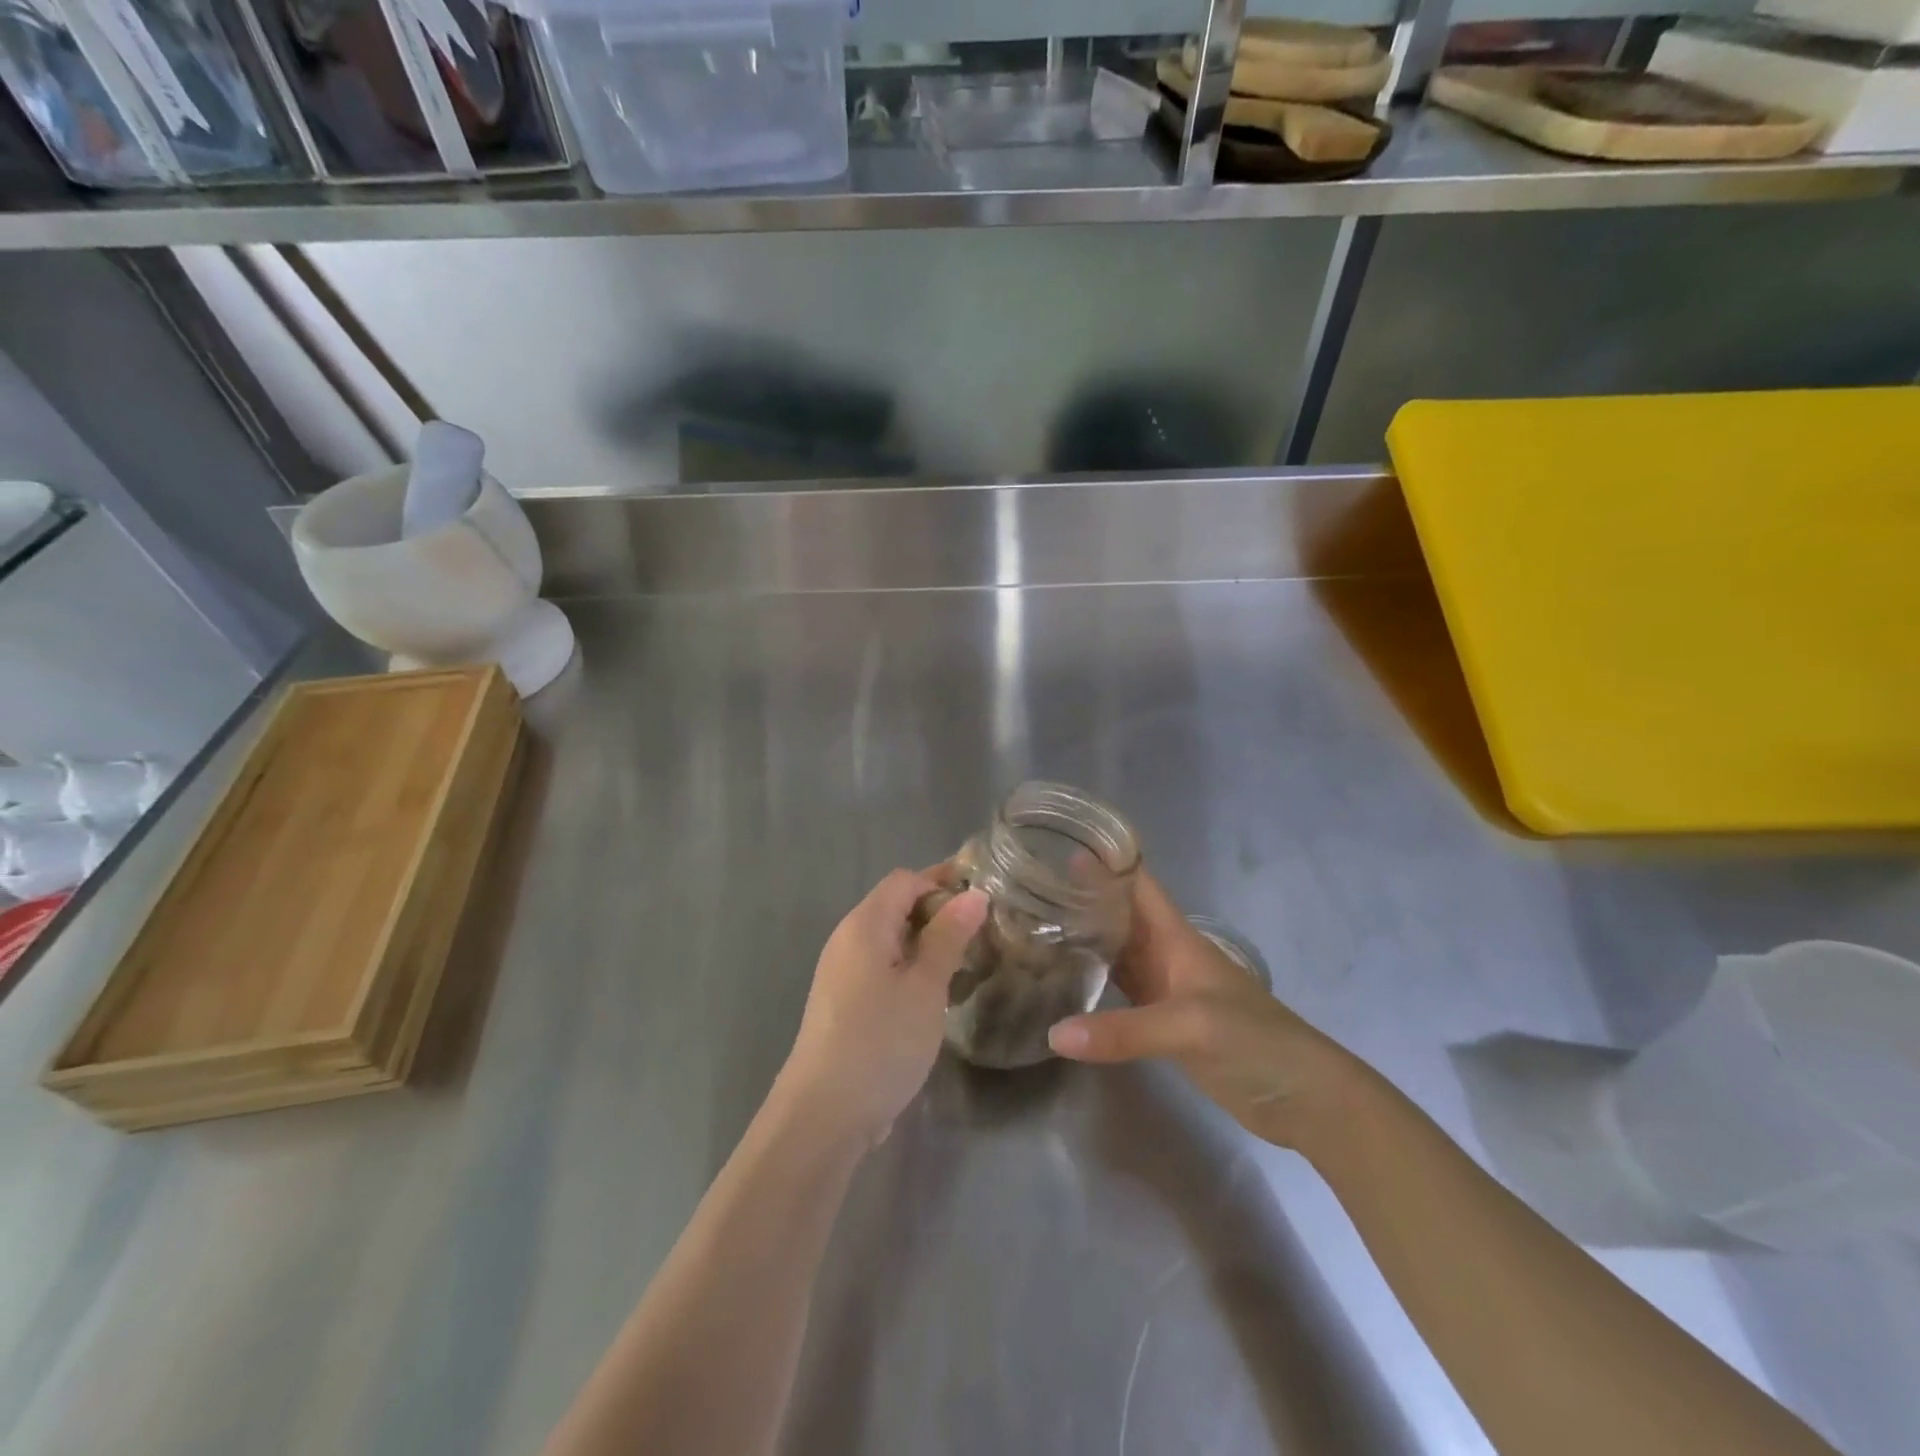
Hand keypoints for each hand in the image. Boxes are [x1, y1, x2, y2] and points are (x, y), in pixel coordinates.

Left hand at [779, 868, 987, 1147]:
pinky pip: (883, 966)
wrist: (823, 1114)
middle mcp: (848, 939)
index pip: (906, 880)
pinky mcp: (844, 1002)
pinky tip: (938, 991)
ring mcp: (842, 972)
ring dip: (928, 941)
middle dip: (940, 911)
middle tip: (986, 930)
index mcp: (865, 924)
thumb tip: (973, 894)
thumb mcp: (925, 987)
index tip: (985, 896)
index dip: (944, 880)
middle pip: (896, 905)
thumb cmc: (880, 1042)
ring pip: (891, 939)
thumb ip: (948, 936)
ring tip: (970, 958)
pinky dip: (912, 966)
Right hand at [1046, 872, 1357, 1148]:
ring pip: (1116, 952)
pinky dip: (1092, 983)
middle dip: (1081, 898)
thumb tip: (1054, 1034)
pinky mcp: (1161, 1025)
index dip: (1106, 859)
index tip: (1059, 842)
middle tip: (1029, 888)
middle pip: (1119, 915)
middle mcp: (1166, 955)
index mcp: (1176, 937)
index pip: (1138, 883)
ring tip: (1036, 926)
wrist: (1303, 1098)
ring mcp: (1164, 990)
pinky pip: (1118, 993)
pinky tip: (1062, 984)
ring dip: (1083, 938)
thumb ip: (1124, 1030)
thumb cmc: (1255, 1041)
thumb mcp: (1190, 1027)